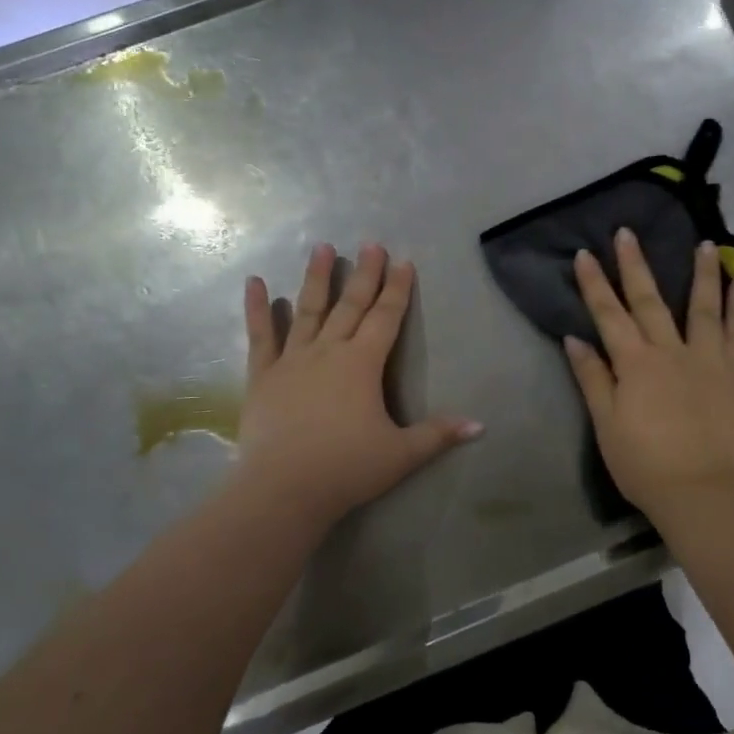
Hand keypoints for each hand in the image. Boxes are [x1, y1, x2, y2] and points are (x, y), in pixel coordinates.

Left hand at [233, 242, 481, 525]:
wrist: (282, 489)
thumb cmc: (346, 469)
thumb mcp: (401, 454)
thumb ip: (438, 435)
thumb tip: (480, 425)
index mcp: (363, 364)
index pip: (386, 317)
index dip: (397, 289)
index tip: (403, 261)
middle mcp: (328, 351)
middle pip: (350, 305)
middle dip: (364, 274)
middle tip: (370, 244)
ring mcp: (292, 360)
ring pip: (307, 310)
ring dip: (316, 278)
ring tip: (322, 247)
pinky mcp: (263, 375)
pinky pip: (260, 335)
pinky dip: (256, 308)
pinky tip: (254, 282)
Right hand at [563, 227, 733, 522]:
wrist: (700, 491)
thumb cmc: (643, 463)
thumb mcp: (606, 423)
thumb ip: (593, 378)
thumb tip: (575, 339)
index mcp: (634, 363)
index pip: (608, 314)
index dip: (594, 284)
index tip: (585, 254)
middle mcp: (669, 351)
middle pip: (649, 300)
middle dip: (635, 265)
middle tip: (628, 232)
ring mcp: (705, 359)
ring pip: (702, 307)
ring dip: (702, 273)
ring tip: (706, 244)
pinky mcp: (732, 375)